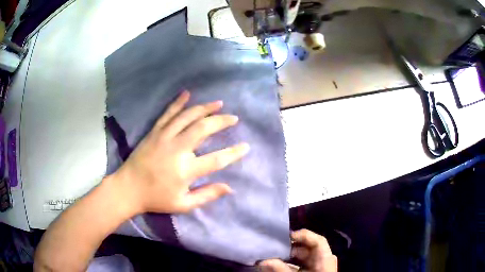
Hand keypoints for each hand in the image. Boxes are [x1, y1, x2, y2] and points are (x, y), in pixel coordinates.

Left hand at [110, 91, 248, 214]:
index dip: (234, 153)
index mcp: (185, 170)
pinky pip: (168, 113)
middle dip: (221, 121)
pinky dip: (178, 102)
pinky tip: (187, 93)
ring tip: (218, 103)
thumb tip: (230, 188)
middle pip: (203, 128)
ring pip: (187, 116)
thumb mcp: (184, 204)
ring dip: (205, 108)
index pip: (216, 159)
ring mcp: (164, 137)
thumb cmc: (156, 198)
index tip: (246, 146)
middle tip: (233, 118)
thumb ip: (207, 195)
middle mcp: (177, 149)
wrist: (128, 188)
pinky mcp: (154, 131)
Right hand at [259, 229, 337, 271]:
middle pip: (307, 248)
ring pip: (302, 257)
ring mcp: (317, 267)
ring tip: (271, 258)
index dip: (303, 236)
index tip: (285, 237)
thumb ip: (280, 270)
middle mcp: (323, 260)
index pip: (318, 241)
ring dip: (286, 258)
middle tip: (272, 249)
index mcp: (325, 259)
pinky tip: (277, 267)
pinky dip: (289, 265)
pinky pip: (300, 265)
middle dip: (288, 248)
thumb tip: (262, 261)